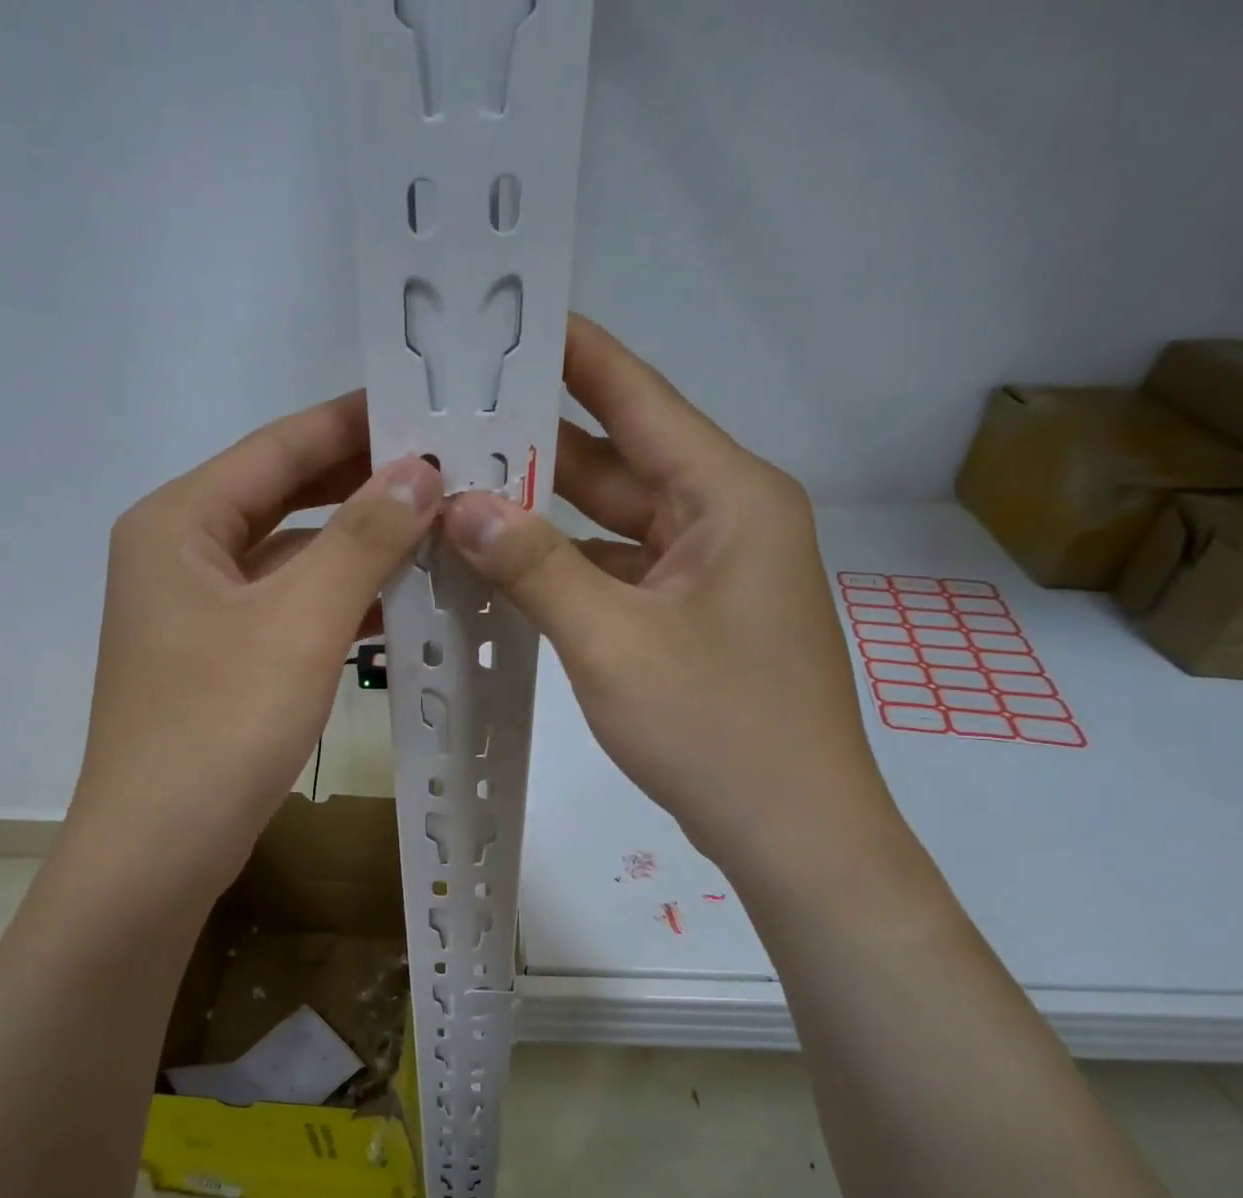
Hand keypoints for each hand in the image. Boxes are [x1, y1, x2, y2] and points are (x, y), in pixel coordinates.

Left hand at [76, 393, 440, 897]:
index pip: (278, 447)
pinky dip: (341, 603)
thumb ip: (363, 538)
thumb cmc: (221, 724)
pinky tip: (401, 602)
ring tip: (440, 530)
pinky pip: (290, 610)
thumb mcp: (301, 622)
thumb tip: (421, 468)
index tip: (426, 404)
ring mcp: (199, 613)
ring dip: (359, 548)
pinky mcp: (220, 661)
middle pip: (284, 498)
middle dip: (363, 485)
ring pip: (292, 559)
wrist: (162, 849)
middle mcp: (181, 555)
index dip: (354, 422)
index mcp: (180, 523)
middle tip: (447, 467)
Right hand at [440, 316, 890, 876]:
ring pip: (612, 522)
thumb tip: (459, 503)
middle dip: (535, 443)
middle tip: (450, 419)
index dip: (572, 353)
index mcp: (726, 496)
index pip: (639, 397)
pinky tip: (502, 566)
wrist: (792, 831)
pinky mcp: (691, 618)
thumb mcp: (613, 643)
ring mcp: (708, 572)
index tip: (504, 319)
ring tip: (457, 488)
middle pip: (618, 460)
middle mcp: (723, 518)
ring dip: (543, 514)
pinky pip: (618, 572)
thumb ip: (535, 568)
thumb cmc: (716, 730)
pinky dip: (565, 569)